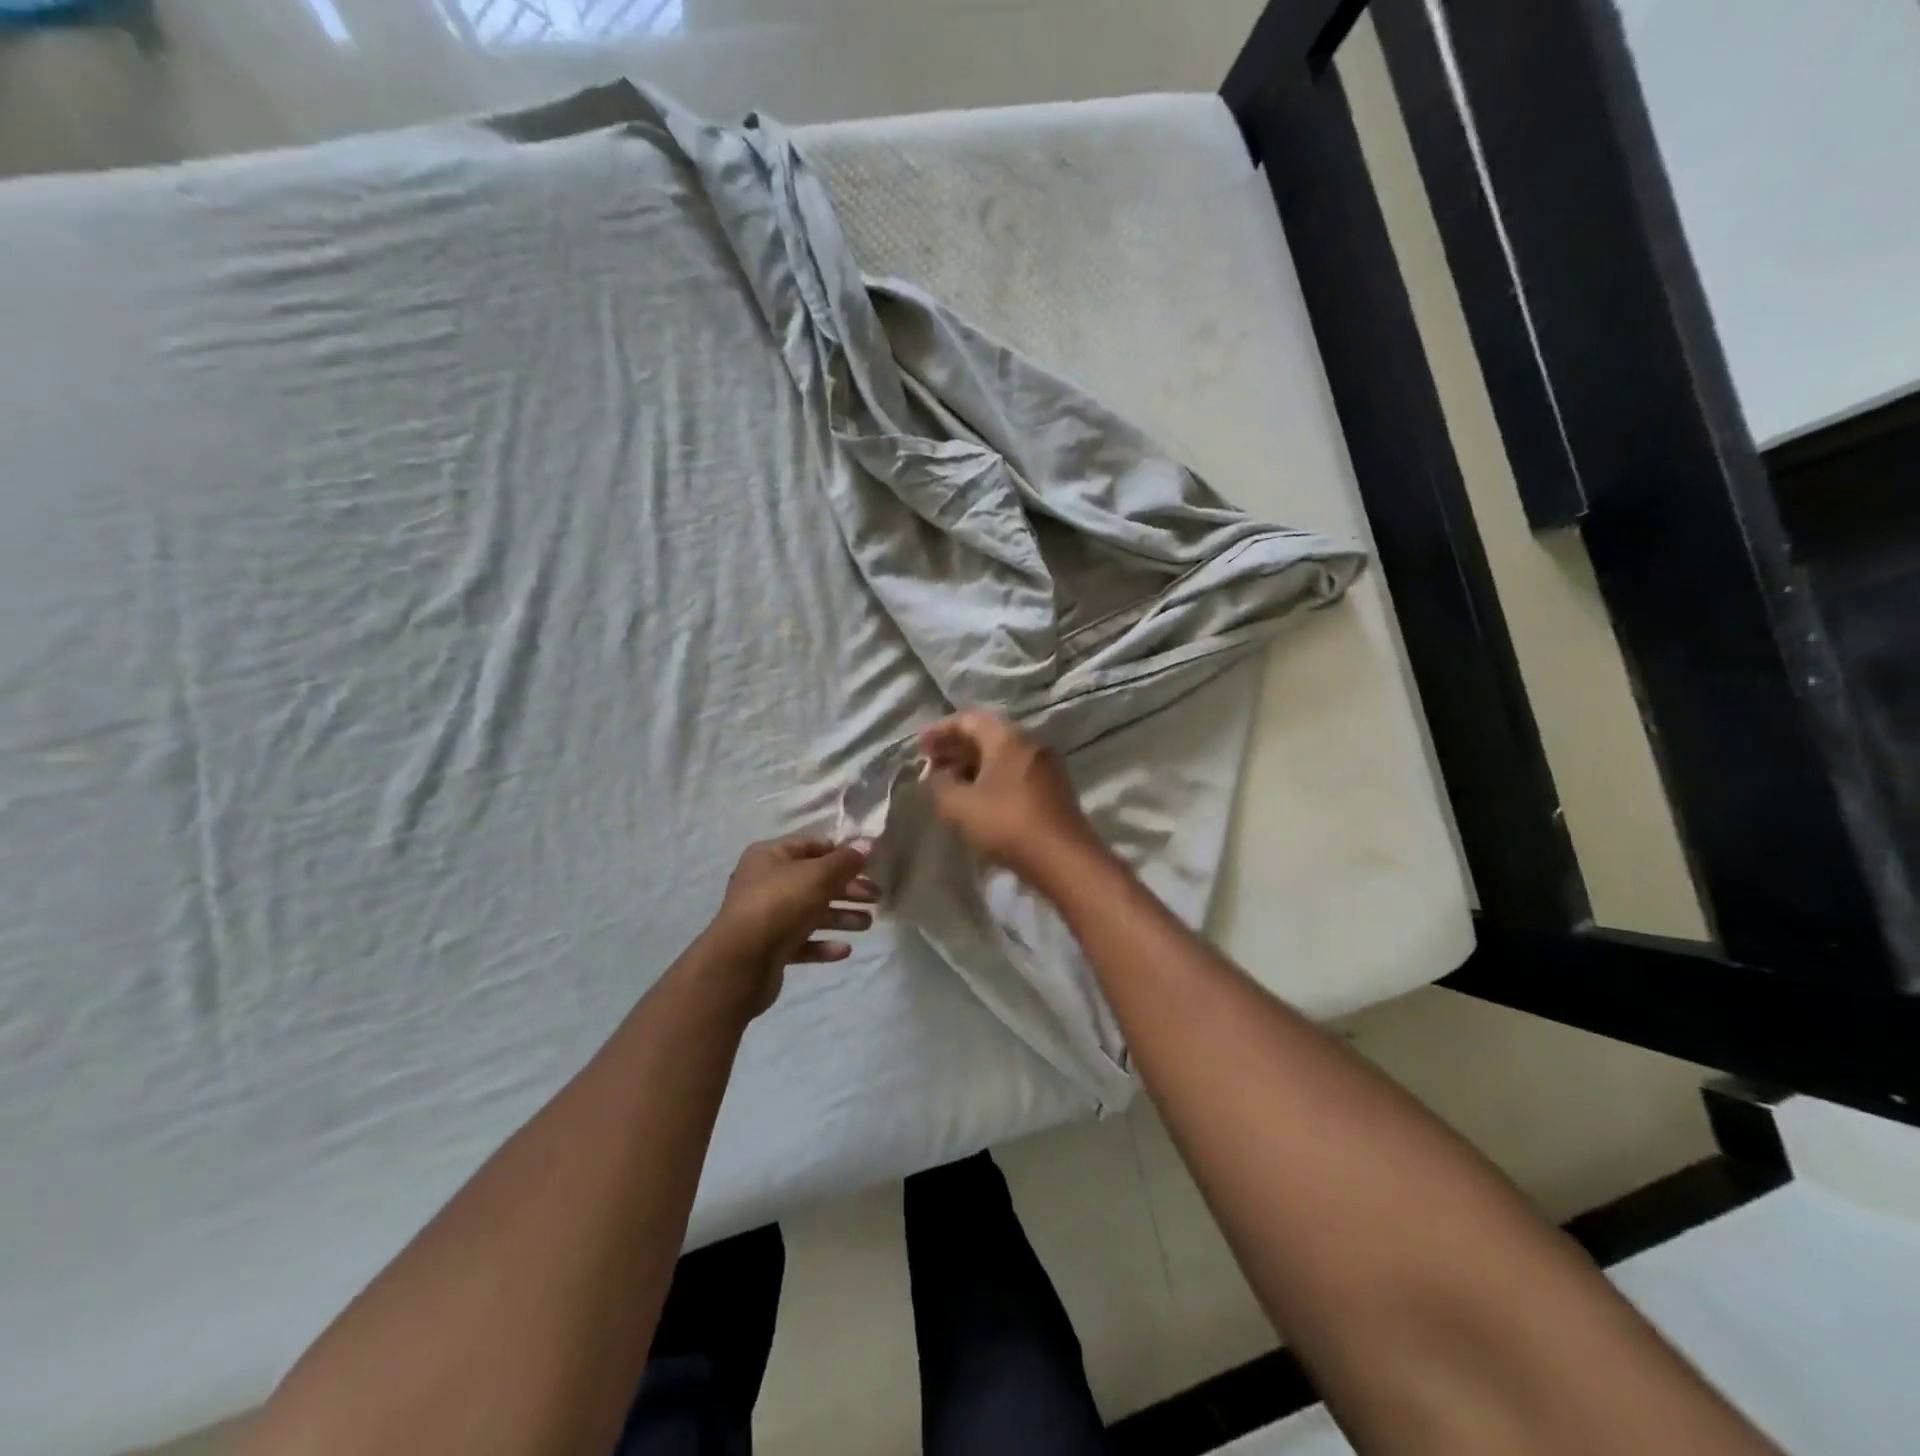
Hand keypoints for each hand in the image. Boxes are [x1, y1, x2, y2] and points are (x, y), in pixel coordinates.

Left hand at [705, 837, 877, 1017]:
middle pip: (814, 880)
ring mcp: (766, 917)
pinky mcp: (769, 948)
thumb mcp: (818, 875)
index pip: (811, 846)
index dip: (840, 852)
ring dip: (840, 916)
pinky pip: (801, 941)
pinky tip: (844, 950)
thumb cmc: (780, 904)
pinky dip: (823, 943)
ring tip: (867, 924)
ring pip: (810, 912)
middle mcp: (765, 882)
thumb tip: (867, 844)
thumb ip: (845, 861)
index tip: (868, 864)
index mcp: (770, 856)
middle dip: (847, 888)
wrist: (740, 962)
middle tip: (876, 897)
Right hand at [918, 711, 1103, 884]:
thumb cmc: (1006, 823)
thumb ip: (940, 786)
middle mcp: (1029, 742)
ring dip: (972, 764)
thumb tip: (936, 777)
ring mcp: (1045, 765)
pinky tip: (976, 798)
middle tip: (929, 763)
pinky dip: (991, 777)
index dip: (940, 730)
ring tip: (948, 783)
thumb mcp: (960, 806)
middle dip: (955, 748)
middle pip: (987, 735)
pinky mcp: (1052, 788)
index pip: (968, 720)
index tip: (918, 746)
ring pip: (1001, 755)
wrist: (1062, 858)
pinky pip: (1014, 772)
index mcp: (1007, 737)